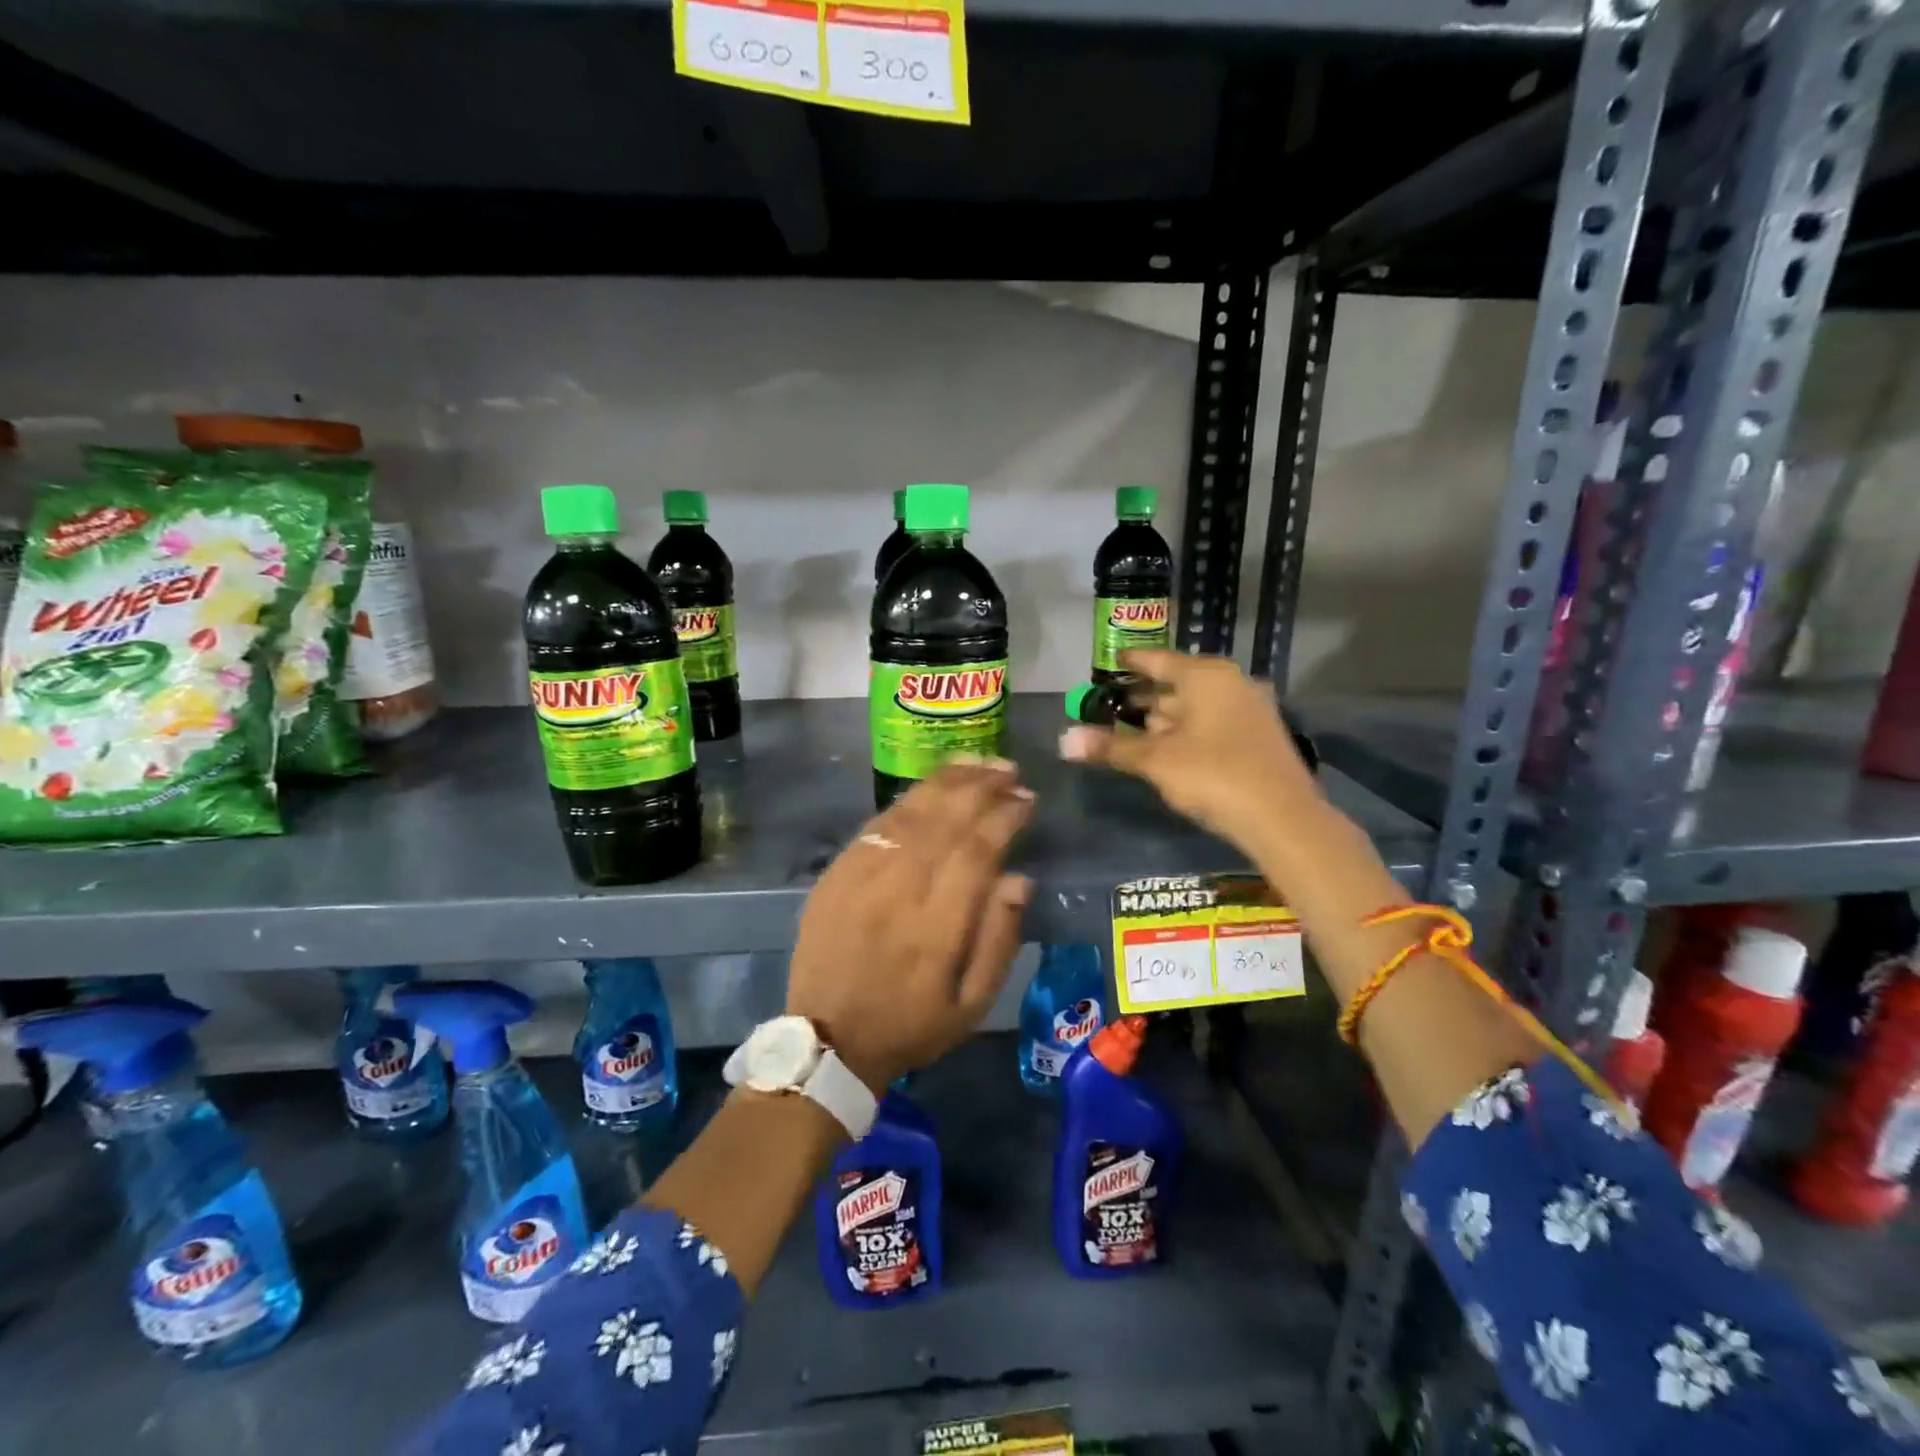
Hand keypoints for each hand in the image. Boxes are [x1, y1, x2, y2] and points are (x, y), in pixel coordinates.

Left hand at [786, 761, 1034, 1094]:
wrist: (828, 1040)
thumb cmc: (911, 1025)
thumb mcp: (971, 1006)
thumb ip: (999, 940)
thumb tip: (1020, 879)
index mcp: (936, 928)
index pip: (977, 852)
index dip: (1005, 818)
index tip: (1027, 799)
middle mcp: (898, 891)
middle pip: (944, 821)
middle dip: (981, 788)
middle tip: (1008, 770)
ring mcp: (861, 877)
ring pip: (909, 813)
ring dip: (947, 783)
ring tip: (977, 763)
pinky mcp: (836, 873)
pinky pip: (876, 824)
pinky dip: (908, 800)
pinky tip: (930, 788)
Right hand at [1059, 649, 1317, 851]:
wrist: (1283, 818)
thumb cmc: (1213, 775)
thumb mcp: (1155, 761)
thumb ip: (1111, 747)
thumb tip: (1063, 741)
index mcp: (1206, 677)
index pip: (1158, 660)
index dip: (1131, 662)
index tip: (1110, 661)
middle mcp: (1230, 684)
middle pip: (1177, 683)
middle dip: (1145, 695)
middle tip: (1112, 703)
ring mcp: (1249, 709)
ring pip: (1195, 706)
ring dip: (1165, 717)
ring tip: (1133, 728)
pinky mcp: (1257, 736)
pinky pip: (1212, 722)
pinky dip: (1186, 730)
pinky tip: (1168, 748)